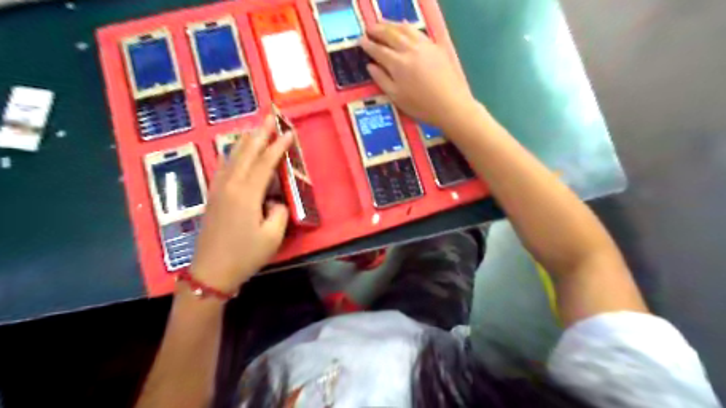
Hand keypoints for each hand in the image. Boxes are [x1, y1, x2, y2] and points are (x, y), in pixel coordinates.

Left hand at [189, 116, 290, 293]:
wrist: (210, 271)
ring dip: (245, 141)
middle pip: (246, 152)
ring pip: (232, 157)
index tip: (288, 132)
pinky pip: (224, 166)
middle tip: (269, 117)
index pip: (265, 162)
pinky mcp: (213, 196)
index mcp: (246, 193)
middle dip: (259, 134)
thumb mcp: (273, 236)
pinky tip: (235, 152)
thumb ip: (279, 211)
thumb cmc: (245, 254)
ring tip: (254, 128)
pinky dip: (233, 154)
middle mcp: (230, 185)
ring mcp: (219, 189)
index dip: (278, 146)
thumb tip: (276, 200)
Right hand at [362, 22, 476, 129]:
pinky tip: (404, 26)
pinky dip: (407, 27)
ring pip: (404, 29)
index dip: (368, 45)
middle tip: (368, 28)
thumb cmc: (421, 106)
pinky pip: (418, 32)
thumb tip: (370, 66)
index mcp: (397, 64)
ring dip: (391, 24)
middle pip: (390, 34)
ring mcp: (424, 46)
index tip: (360, 40)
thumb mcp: (396, 97)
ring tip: (382, 23)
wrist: (451, 104)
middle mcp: (409, 49)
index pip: (378, 50)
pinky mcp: (435, 46)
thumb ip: (382, 80)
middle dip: (377, 30)